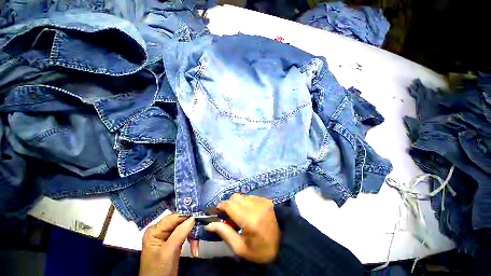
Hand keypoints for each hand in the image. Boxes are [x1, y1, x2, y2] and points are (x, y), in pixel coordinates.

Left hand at [139, 214, 194, 275]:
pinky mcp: (174, 241)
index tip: (199, 216)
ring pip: (185, 227)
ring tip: (196, 246)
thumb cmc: (158, 269)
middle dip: (191, 228)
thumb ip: (179, 233)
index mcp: (155, 230)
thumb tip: (193, 217)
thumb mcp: (168, 251)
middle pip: (180, 221)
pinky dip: (192, 240)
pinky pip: (186, 235)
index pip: (174, 217)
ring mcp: (168, 236)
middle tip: (199, 233)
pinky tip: (194, 248)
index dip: (186, 216)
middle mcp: (161, 230)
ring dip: (192, 236)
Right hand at [205, 194, 279, 263]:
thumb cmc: (261, 249)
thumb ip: (225, 233)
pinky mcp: (265, 199)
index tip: (218, 212)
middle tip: (229, 216)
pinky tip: (250, 212)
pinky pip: (250, 197)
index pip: (230, 205)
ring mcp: (261, 200)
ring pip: (242, 196)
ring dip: (237, 203)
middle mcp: (255, 206)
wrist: (284, 242)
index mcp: (249, 219)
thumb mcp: (241, 248)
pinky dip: (246, 202)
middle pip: (235, 197)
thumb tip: (209, 224)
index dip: (221, 206)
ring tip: (240, 215)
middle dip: (229, 205)